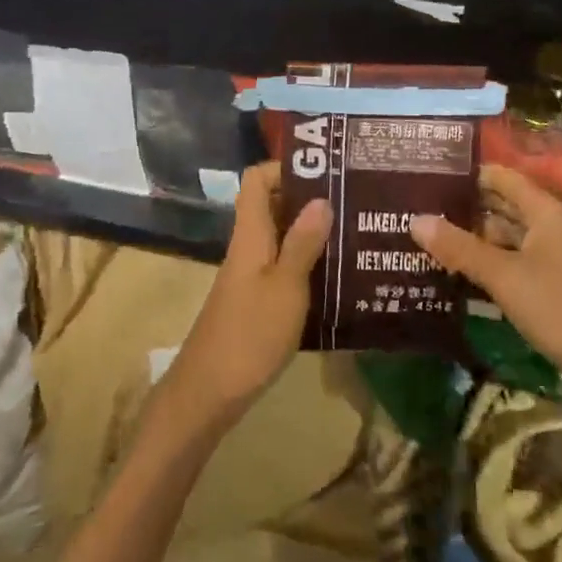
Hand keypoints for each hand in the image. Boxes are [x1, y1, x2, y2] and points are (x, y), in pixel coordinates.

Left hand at [157, 162, 332, 436]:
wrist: (209, 393)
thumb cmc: (250, 334)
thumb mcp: (286, 287)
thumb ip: (303, 243)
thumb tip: (321, 198)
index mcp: (251, 233)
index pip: (257, 179)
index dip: (285, 168)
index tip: (324, 171)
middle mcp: (248, 246)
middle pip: (272, 204)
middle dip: (308, 198)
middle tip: (351, 201)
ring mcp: (250, 274)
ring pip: (280, 236)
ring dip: (311, 232)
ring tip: (353, 233)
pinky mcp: (256, 300)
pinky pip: (282, 265)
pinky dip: (306, 263)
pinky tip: (337, 277)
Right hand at [412, 164, 561, 423]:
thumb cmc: (561, 308)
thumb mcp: (504, 276)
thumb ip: (460, 247)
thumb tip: (415, 219)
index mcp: (545, 212)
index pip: (500, 177)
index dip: (467, 173)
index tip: (427, 174)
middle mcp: (548, 228)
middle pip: (500, 206)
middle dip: (463, 207)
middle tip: (416, 207)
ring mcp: (550, 259)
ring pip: (504, 238)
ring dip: (471, 238)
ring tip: (426, 238)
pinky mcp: (549, 289)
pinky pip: (510, 265)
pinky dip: (485, 265)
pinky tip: (454, 273)